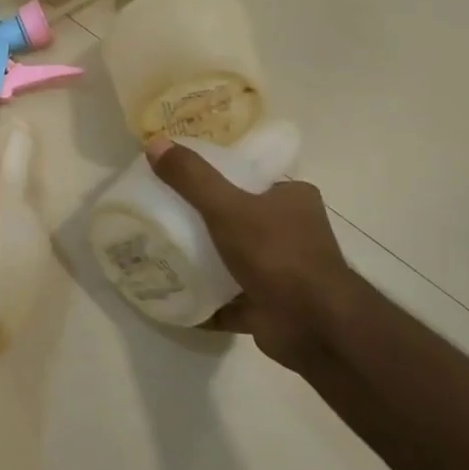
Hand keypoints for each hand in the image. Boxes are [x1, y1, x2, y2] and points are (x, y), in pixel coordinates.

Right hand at [145, 135, 358, 369]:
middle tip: (163, 217)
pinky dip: (205, 300)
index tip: (178, 181)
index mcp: (292, 199)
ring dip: (203, 261)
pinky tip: (172, 297)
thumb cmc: (277, 255)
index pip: (249, 178)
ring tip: (161, 254)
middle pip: (238, 218)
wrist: (314, 326)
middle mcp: (292, 232)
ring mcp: (282, 272)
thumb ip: (192, 177)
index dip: (215, 177)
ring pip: (234, 260)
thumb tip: (154, 143)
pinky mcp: (269, 305)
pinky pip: (229, 299)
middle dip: (203, 222)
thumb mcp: (228, 207)